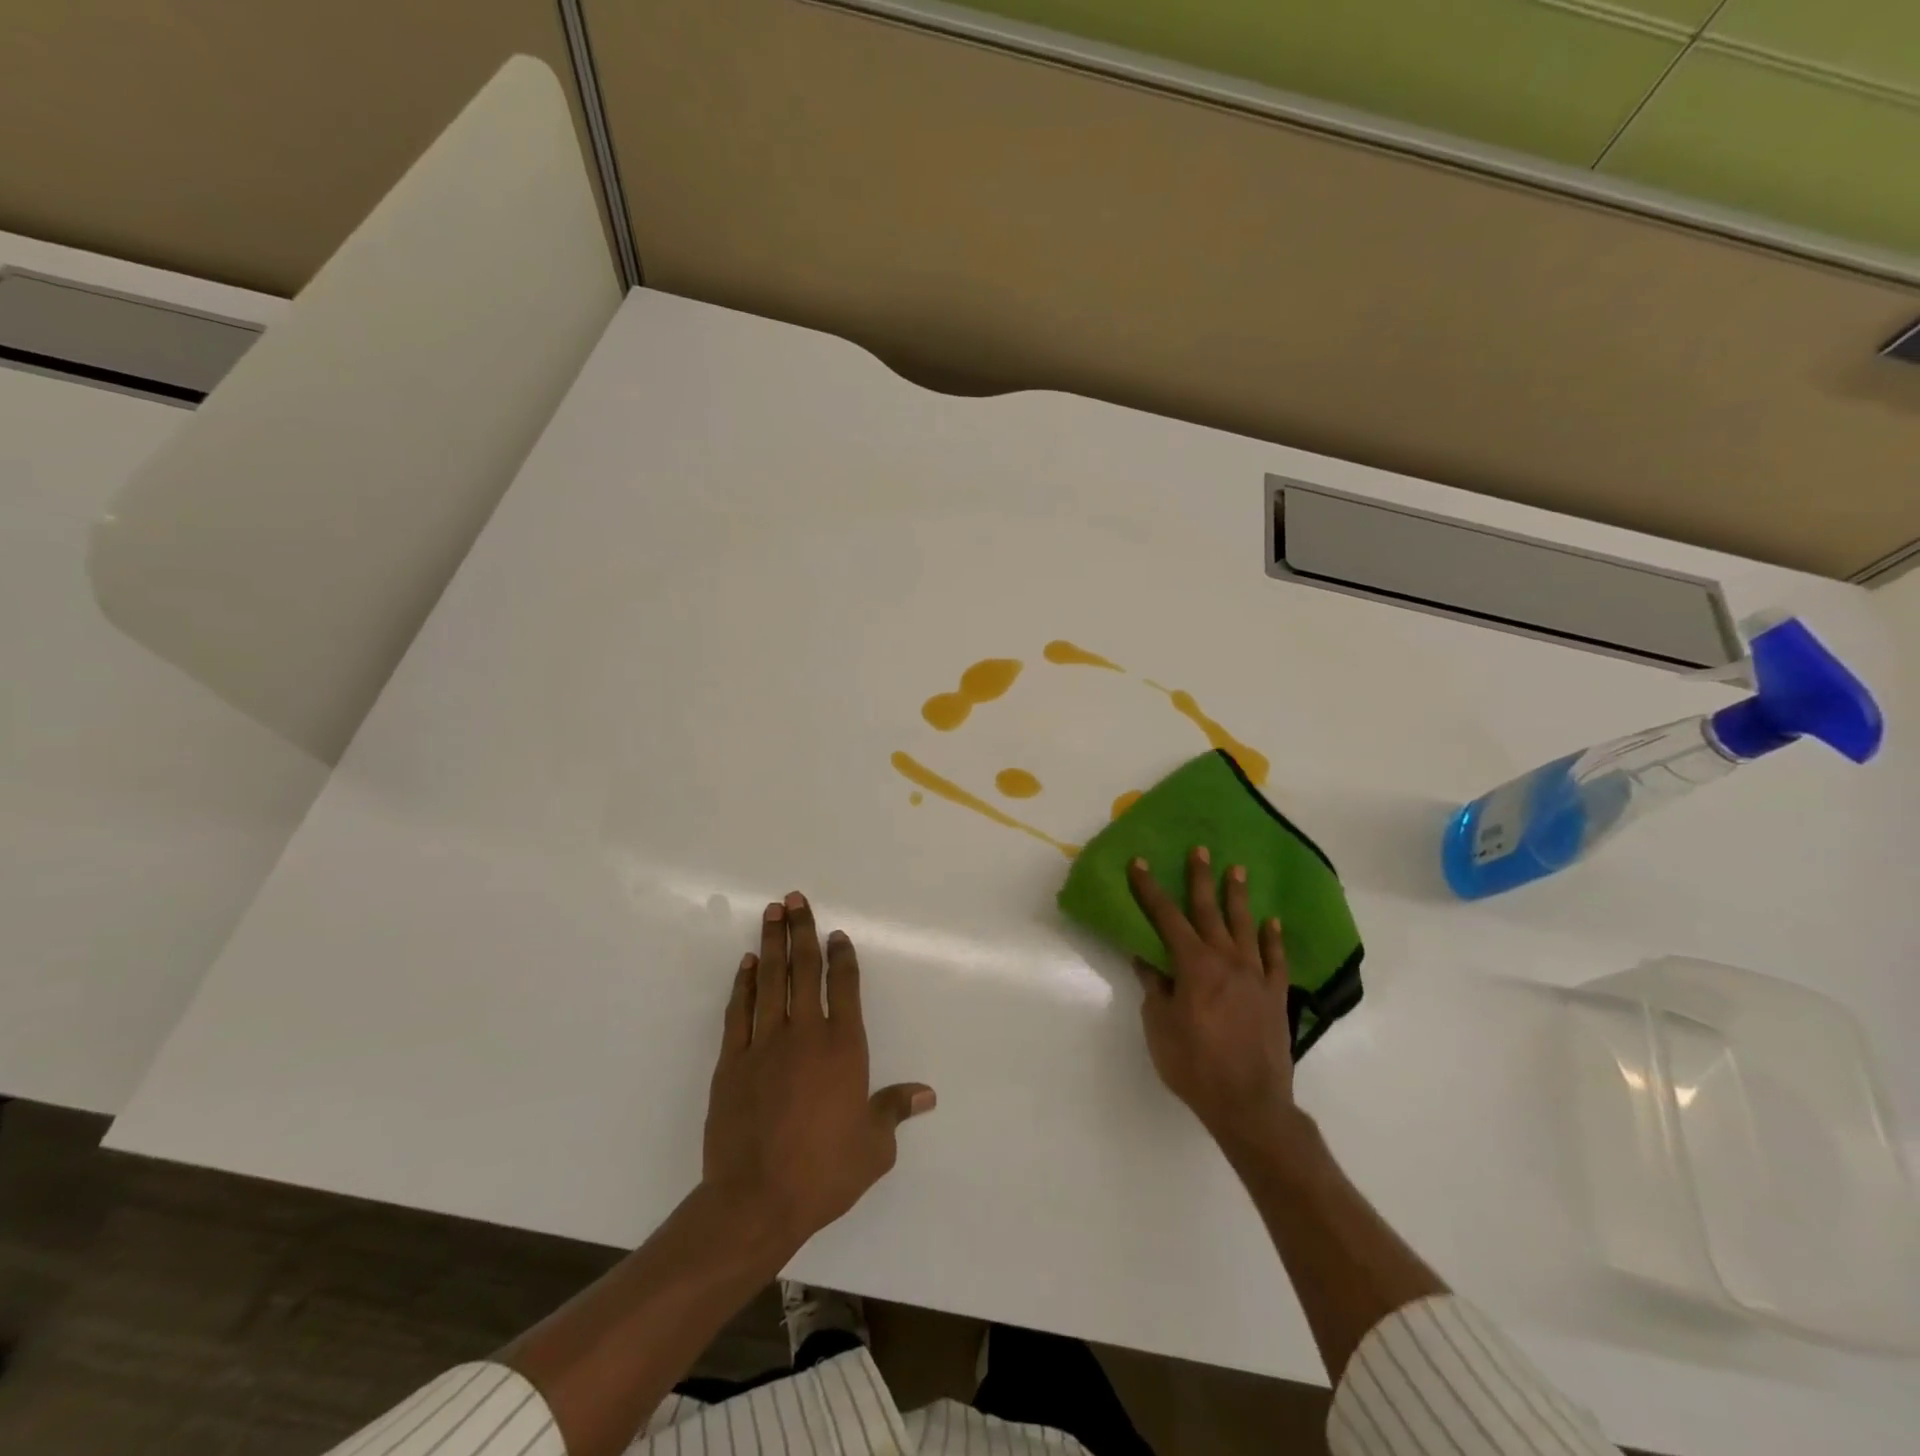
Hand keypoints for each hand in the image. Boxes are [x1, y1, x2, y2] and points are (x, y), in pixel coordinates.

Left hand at [701, 892, 935, 1252]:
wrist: (755, 1201)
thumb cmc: (824, 1172)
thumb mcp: (874, 1147)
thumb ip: (895, 1110)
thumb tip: (926, 1094)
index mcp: (843, 1047)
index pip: (844, 986)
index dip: (842, 956)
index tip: (837, 934)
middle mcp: (805, 1034)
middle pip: (804, 970)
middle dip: (802, 931)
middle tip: (795, 899)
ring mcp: (764, 1044)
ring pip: (770, 981)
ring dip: (772, 944)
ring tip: (772, 912)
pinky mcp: (731, 1061)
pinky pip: (739, 1011)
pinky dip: (744, 984)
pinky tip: (747, 965)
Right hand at [1128, 849, 1299, 1150]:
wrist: (1250, 1104)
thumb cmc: (1194, 1065)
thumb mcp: (1160, 1026)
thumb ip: (1155, 987)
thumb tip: (1146, 957)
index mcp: (1193, 965)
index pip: (1166, 918)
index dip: (1150, 889)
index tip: (1140, 863)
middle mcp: (1226, 960)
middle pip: (1208, 911)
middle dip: (1200, 878)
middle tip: (1200, 849)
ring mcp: (1255, 976)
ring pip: (1245, 926)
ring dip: (1238, 897)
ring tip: (1236, 870)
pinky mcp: (1276, 995)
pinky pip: (1275, 958)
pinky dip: (1272, 938)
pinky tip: (1271, 922)